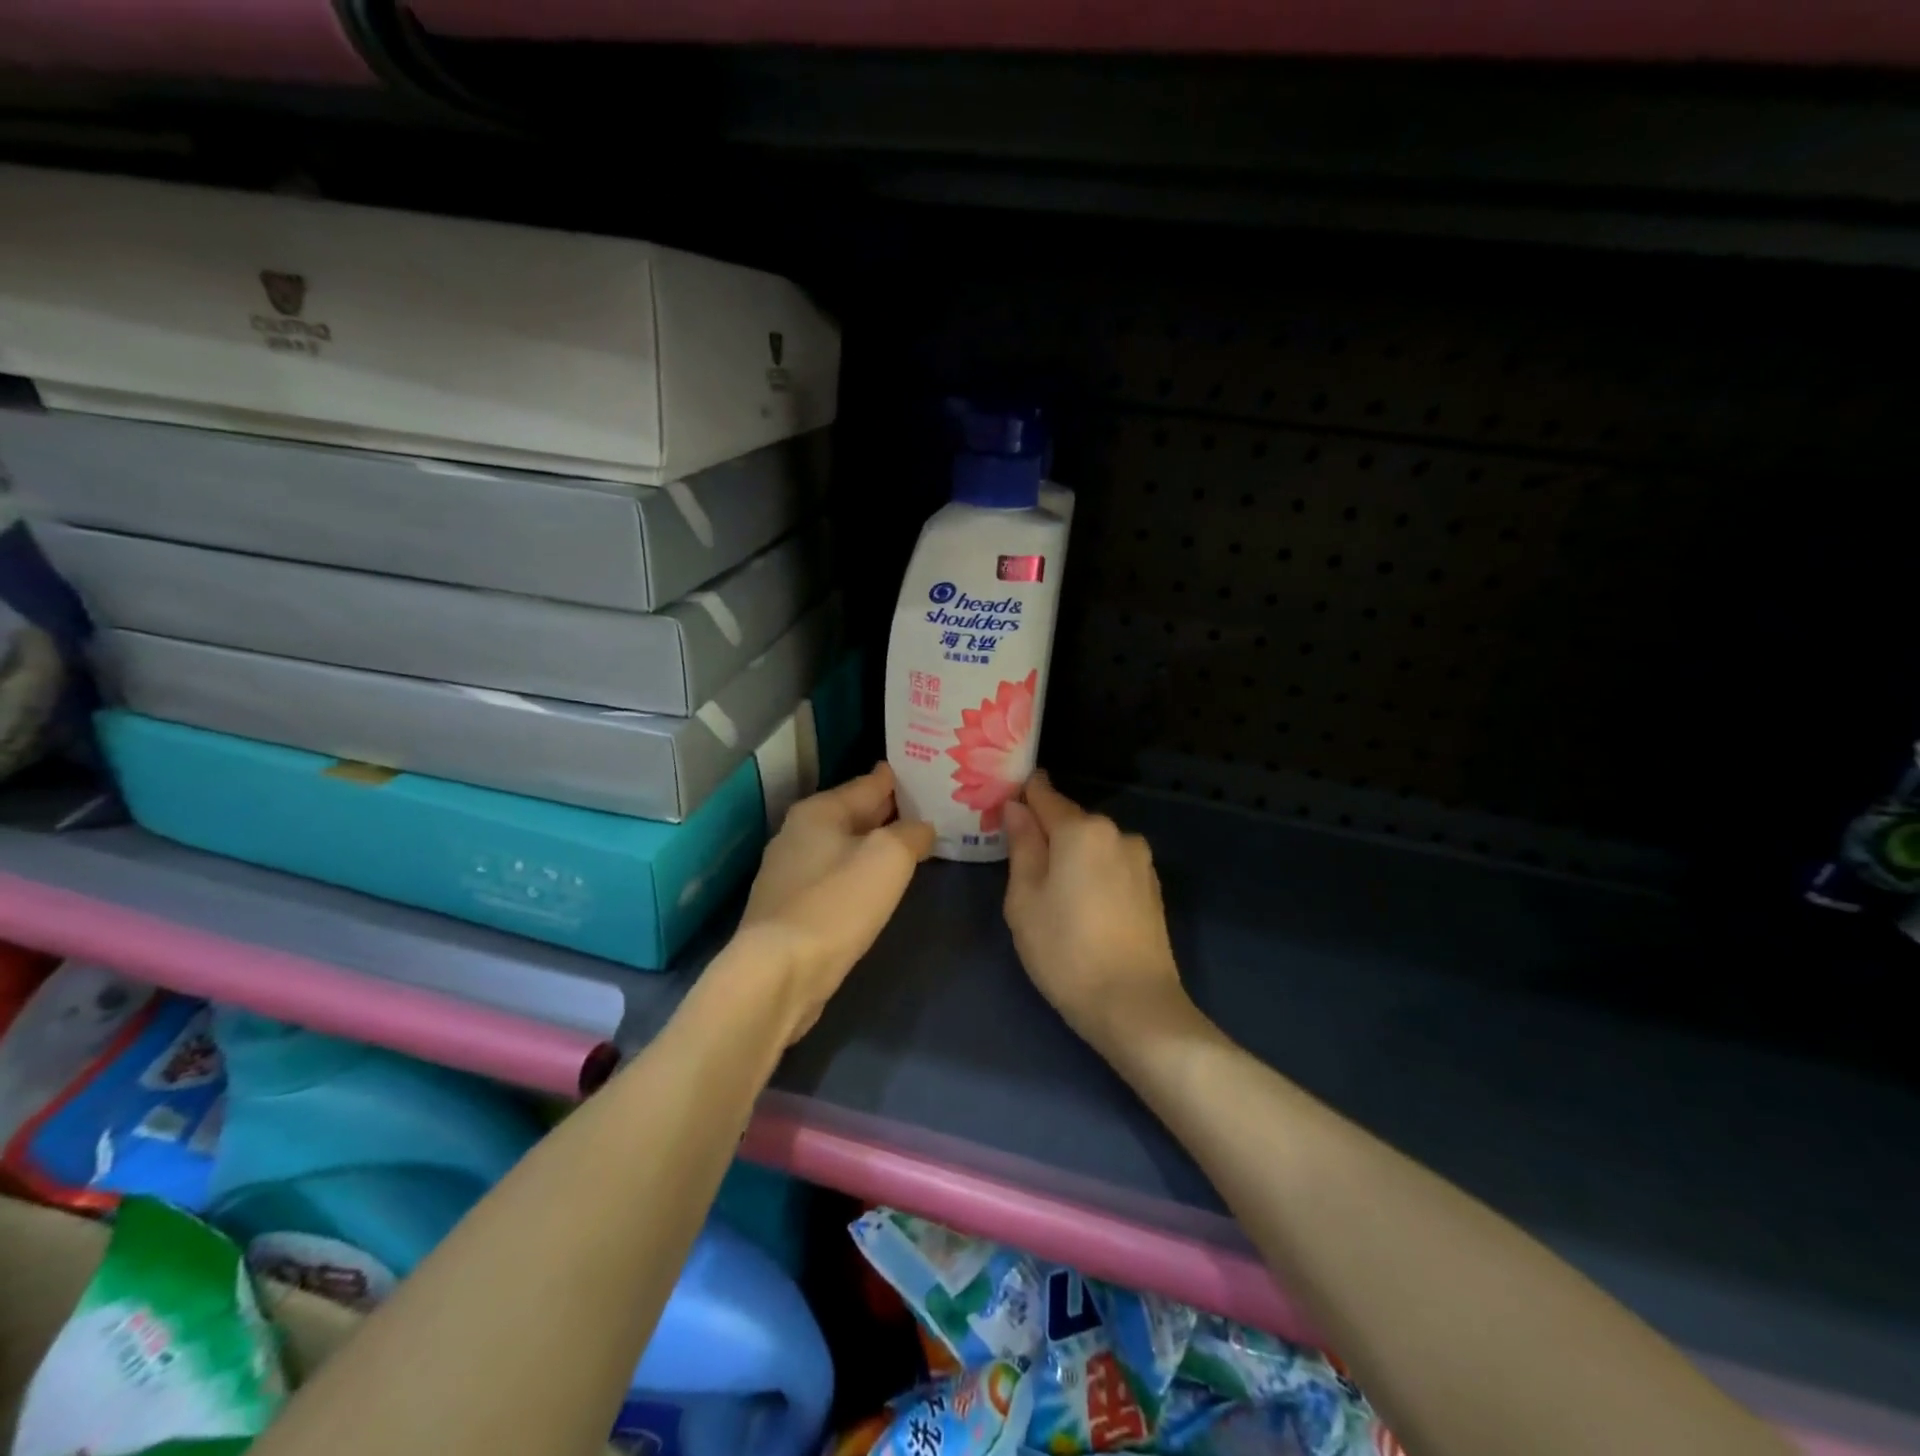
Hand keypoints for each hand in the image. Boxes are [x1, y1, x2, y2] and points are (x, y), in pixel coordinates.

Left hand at [737, 762, 934, 1042]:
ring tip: (915, 846)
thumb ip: (911, 833)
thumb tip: (921, 828)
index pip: (870, 782)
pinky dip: (861, 875)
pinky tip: (881, 886)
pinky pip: (837, 878)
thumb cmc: (836, 904)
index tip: (933, 773)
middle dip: (892, 812)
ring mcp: (791, 873)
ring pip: (846, 847)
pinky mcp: (792, 909)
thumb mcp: (888, 857)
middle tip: (934, 809)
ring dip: (877, 846)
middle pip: (856, 813)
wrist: (780, 974)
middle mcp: (799, 834)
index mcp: (819, 811)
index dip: (903, 777)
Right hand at [1002, 772, 1188, 1049]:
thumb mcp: (1025, 899)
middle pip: (1070, 820)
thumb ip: (1022, 845)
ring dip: (1072, 856)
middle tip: (1019, 864)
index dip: (1021, 797)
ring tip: (1052, 894)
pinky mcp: (1152, 887)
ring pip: (1093, 845)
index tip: (1001, 808)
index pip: (1043, 794)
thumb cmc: (1065, 951)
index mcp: (1082, 829)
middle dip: (1046, 833)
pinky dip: (1094, 874)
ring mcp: (1140, 860)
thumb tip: (1016, 807)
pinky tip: (1083, 907)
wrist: (1135, 1006)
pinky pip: (1112, 866)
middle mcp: (1116, 833)